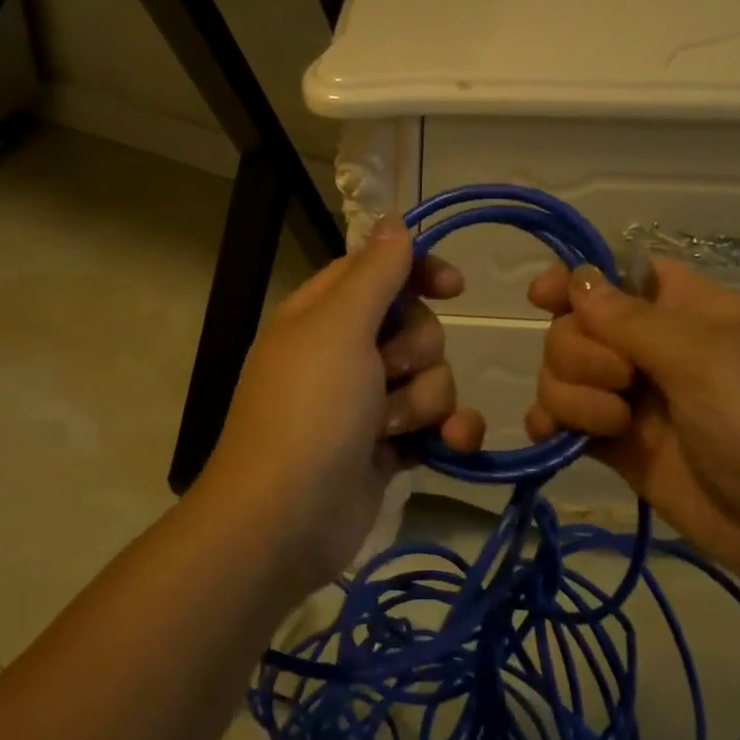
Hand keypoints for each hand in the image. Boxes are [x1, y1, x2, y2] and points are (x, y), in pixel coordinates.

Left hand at [197, 216, 484, 599]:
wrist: (287, 518)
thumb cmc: (310, 410)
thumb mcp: (339, 327)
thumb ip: (374, 273)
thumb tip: (393, 221)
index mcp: (321, 314)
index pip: (378, 271)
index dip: (417, 272)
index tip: (453, 287)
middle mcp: (342, 353)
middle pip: (414, 326)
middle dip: (416, 351)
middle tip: (386, 374)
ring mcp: (364, 403)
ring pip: (430, 378)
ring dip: (423, 401)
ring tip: (390, 427)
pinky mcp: (384, 448)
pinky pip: (433, 424)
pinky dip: (446, 433)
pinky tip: (451, 445)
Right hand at [524, 258, 739, 605]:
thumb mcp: (711, 361)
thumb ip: (634, 322)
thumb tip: (578, 279)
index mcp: (693, 311)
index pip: (623, 276)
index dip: (580, 279)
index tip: (543, 296)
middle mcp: (660, 350)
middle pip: (581, 326)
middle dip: (580, 350)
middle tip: (621, 382)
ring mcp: (640, 402)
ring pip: (566, 374)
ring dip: (569, 392)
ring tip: (612, 424)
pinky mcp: (624, 449)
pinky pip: (567, 422)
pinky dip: (551, 423)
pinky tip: (551, 437)